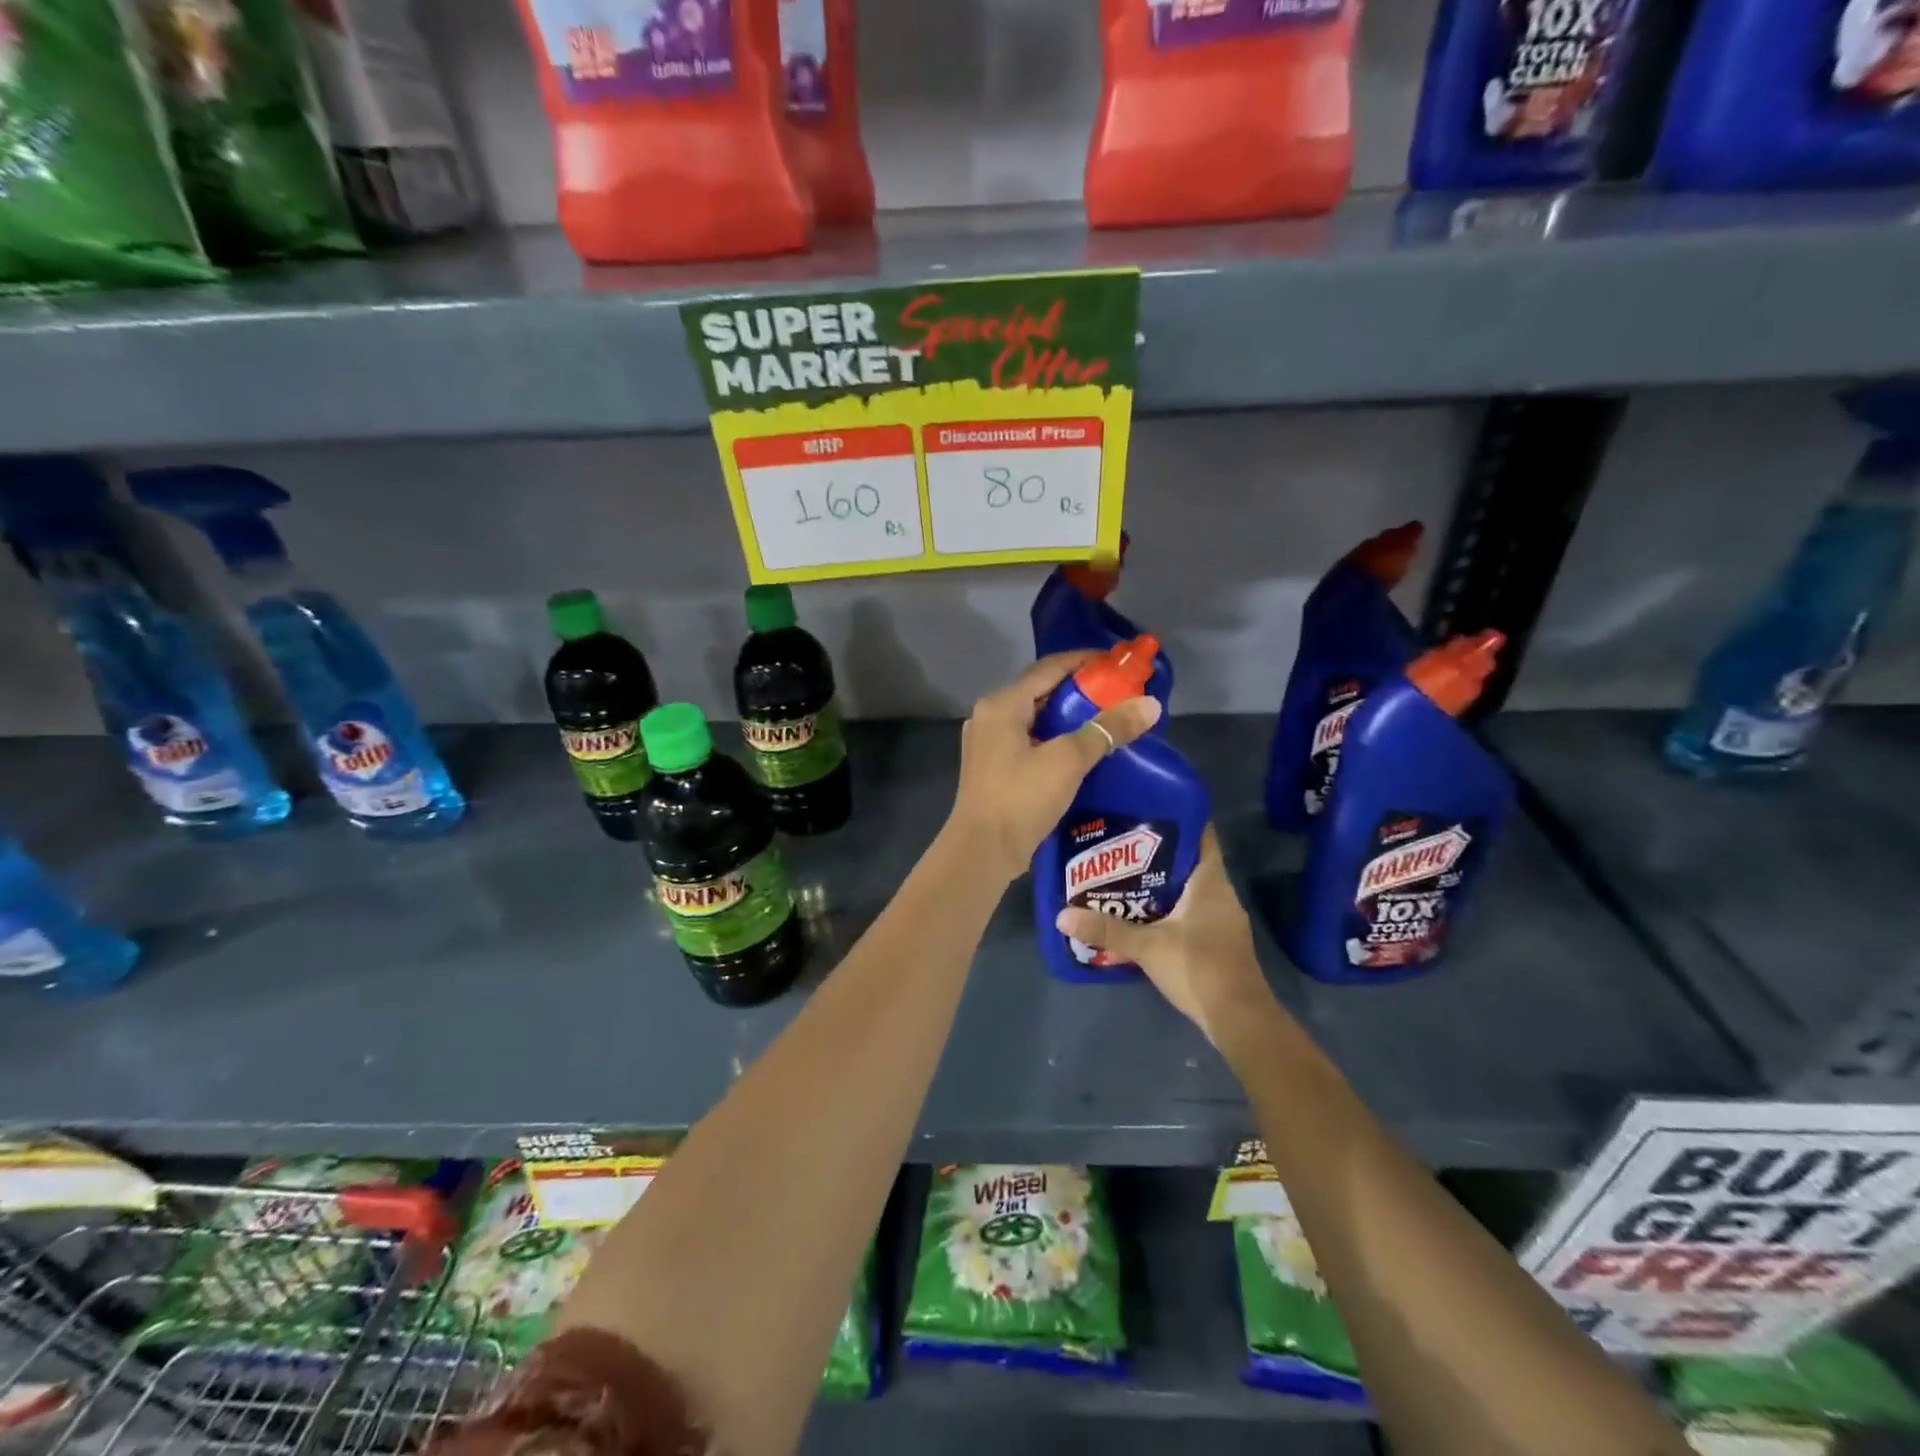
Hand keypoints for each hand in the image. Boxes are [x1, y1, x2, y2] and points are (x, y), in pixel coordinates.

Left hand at [947, 651, 1160, 884]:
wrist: (982, 853)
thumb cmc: (1021, 798)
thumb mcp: (1068, 760)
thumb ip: (1108, 730)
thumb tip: (1151, 705)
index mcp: (1001, 704)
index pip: (1049, 668)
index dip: (1085, 661)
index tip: (1119, 663)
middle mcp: (990, 717)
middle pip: (1042, 691)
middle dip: (1082, 691)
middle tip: (1120, 694)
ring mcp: (989, 744)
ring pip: (1037, 718)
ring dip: (1070, 717)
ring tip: (1108, 720)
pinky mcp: (994, 768)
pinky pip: (1030, 741)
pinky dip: (1057, 739)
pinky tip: (1083, 750)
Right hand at [1056, 827, 1274, 1047]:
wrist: (1239, 1019)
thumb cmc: (1199, 967)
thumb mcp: (1147, 947)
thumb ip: (1107, 930)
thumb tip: (1061, 915)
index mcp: (1210, 881)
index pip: (1201, 835)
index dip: (1178, 818)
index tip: (1146, 809)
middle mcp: (1220, 893)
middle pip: (1190, 861)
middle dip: (1158, 853)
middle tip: (1119, 844)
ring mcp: (1222, 919)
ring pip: (1189, 888)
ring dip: (1161, 883)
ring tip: (1122, 876)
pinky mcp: (1218, 941)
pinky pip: (1191, 911)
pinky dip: (1168, 907)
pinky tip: (1141, 914)